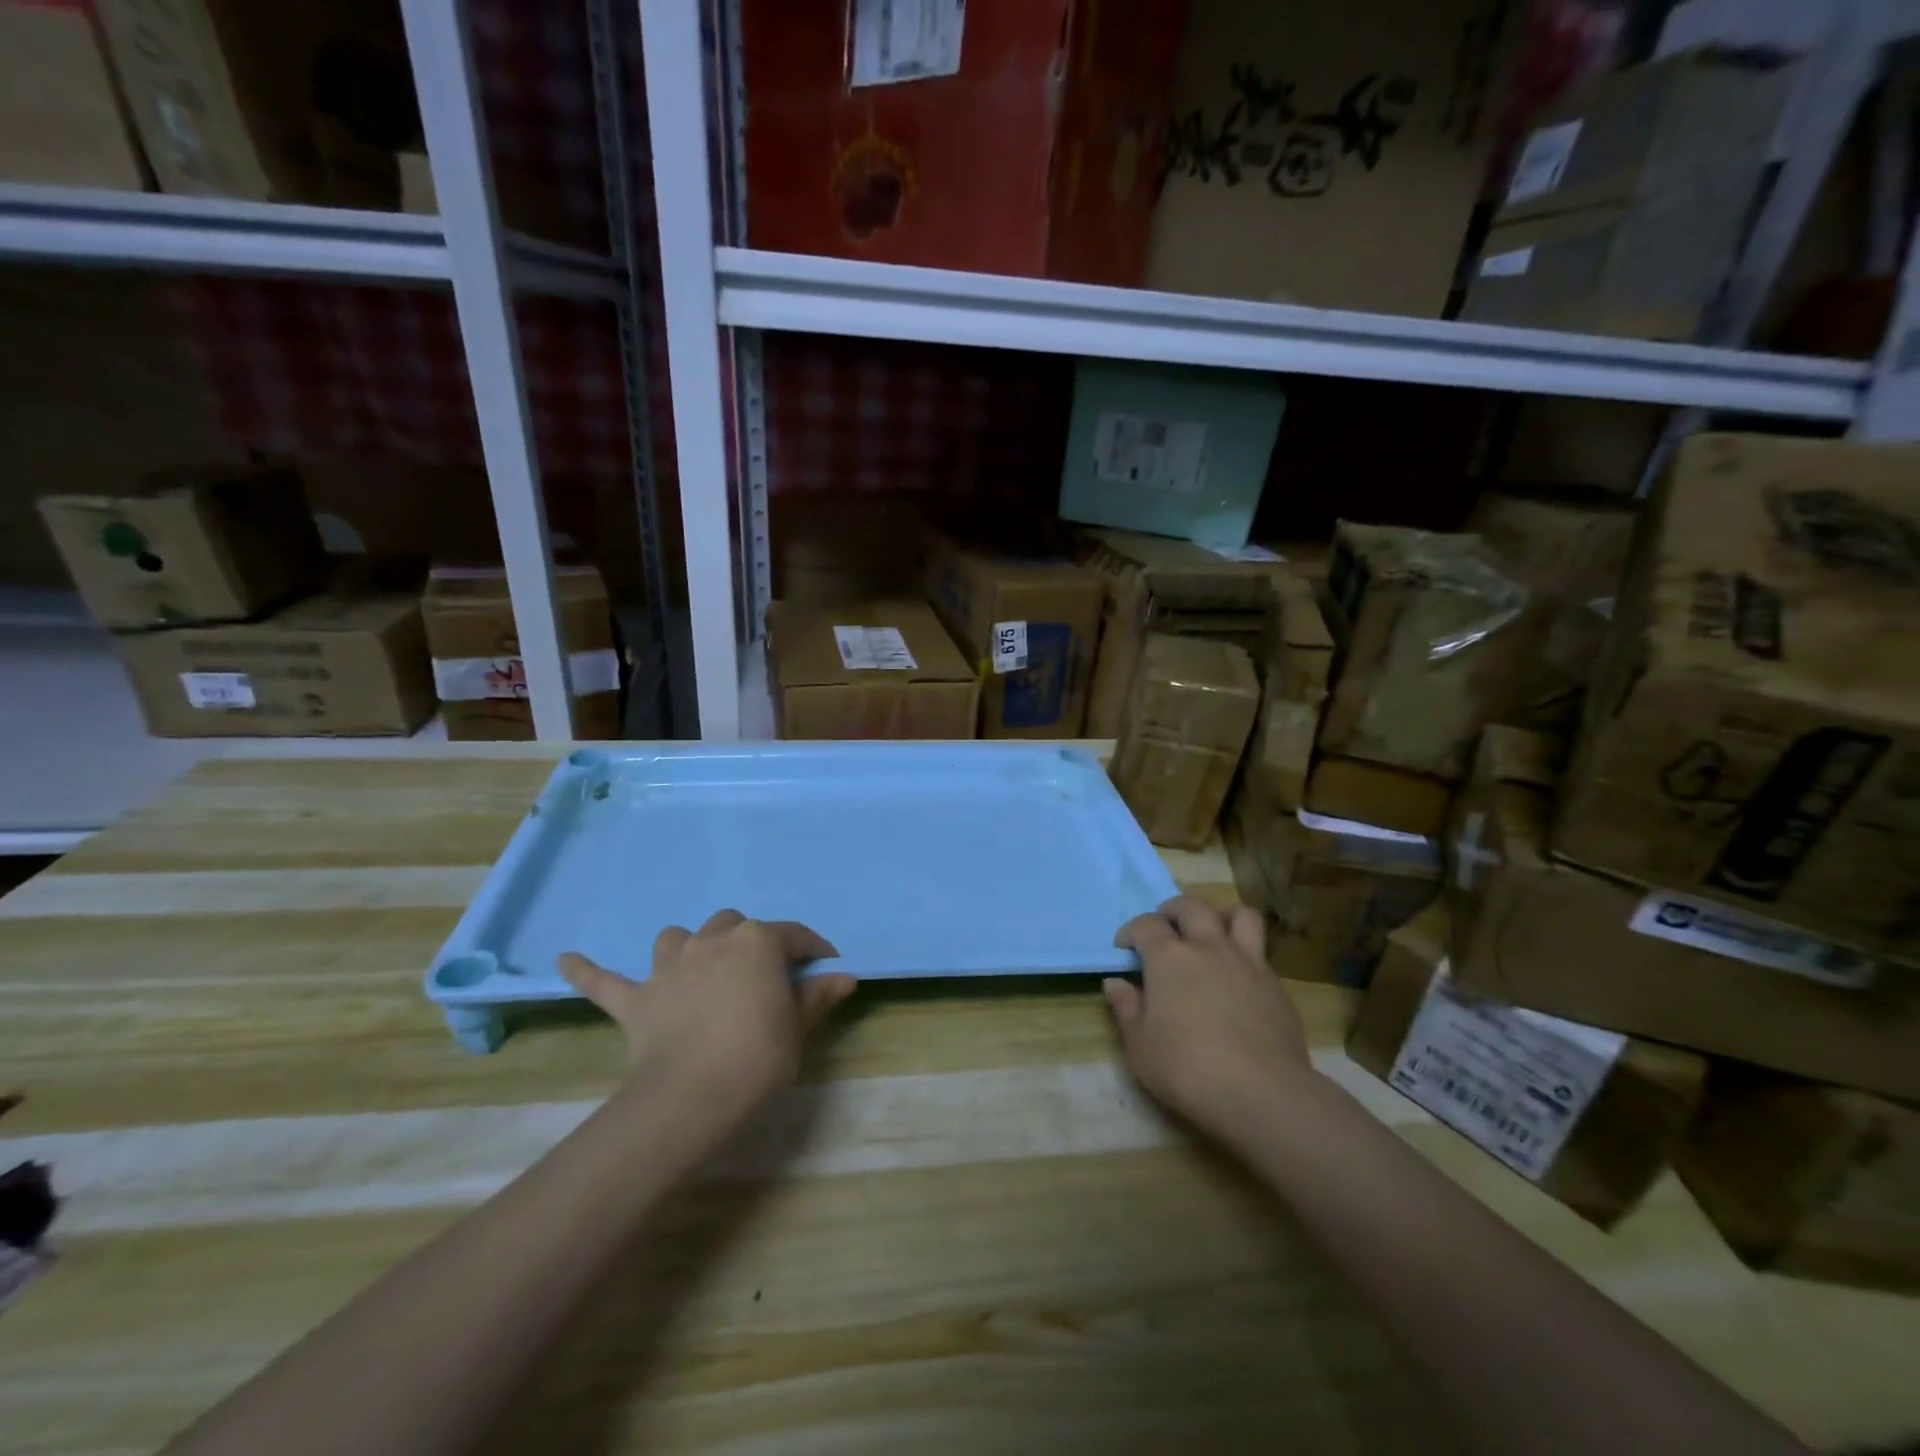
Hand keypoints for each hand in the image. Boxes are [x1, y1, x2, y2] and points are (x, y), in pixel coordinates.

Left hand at [558, 911, 854, 1119]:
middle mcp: (712, 941)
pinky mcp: (636, 999)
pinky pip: (605, 981)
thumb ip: (817, 997)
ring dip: (690, 946)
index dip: (812, 948)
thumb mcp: (798, 1028)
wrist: (693, 1095)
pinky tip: (566, 959)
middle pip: (733, 925)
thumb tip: (843, 977)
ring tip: (698, 966)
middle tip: (762, 973)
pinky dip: (588, 970)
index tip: (826, 964)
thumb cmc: (758, 1056)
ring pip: (678, 937)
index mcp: (757, 942)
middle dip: (749, 942)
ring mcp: (670, 966)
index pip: (792, 935)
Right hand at [1106, 896, 1312, 1142]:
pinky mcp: (1276, 985)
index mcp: (1169, 957)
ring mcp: (1247, 962)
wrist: (1261, 1093)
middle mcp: (1208, 947)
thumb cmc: (1187, 1069)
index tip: (1125, 950)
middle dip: (1173, 911)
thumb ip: (1127, 1009)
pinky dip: (1245, 955)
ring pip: (1239, 915)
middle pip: (1191, 906)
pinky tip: (1237, 980)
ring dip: (1221, 918)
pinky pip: (1260, 952)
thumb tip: (1116, 983)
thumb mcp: (1140, 1046)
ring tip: (1211, 937)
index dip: (1131, 932)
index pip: (1145, 924)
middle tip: (1165, 931)